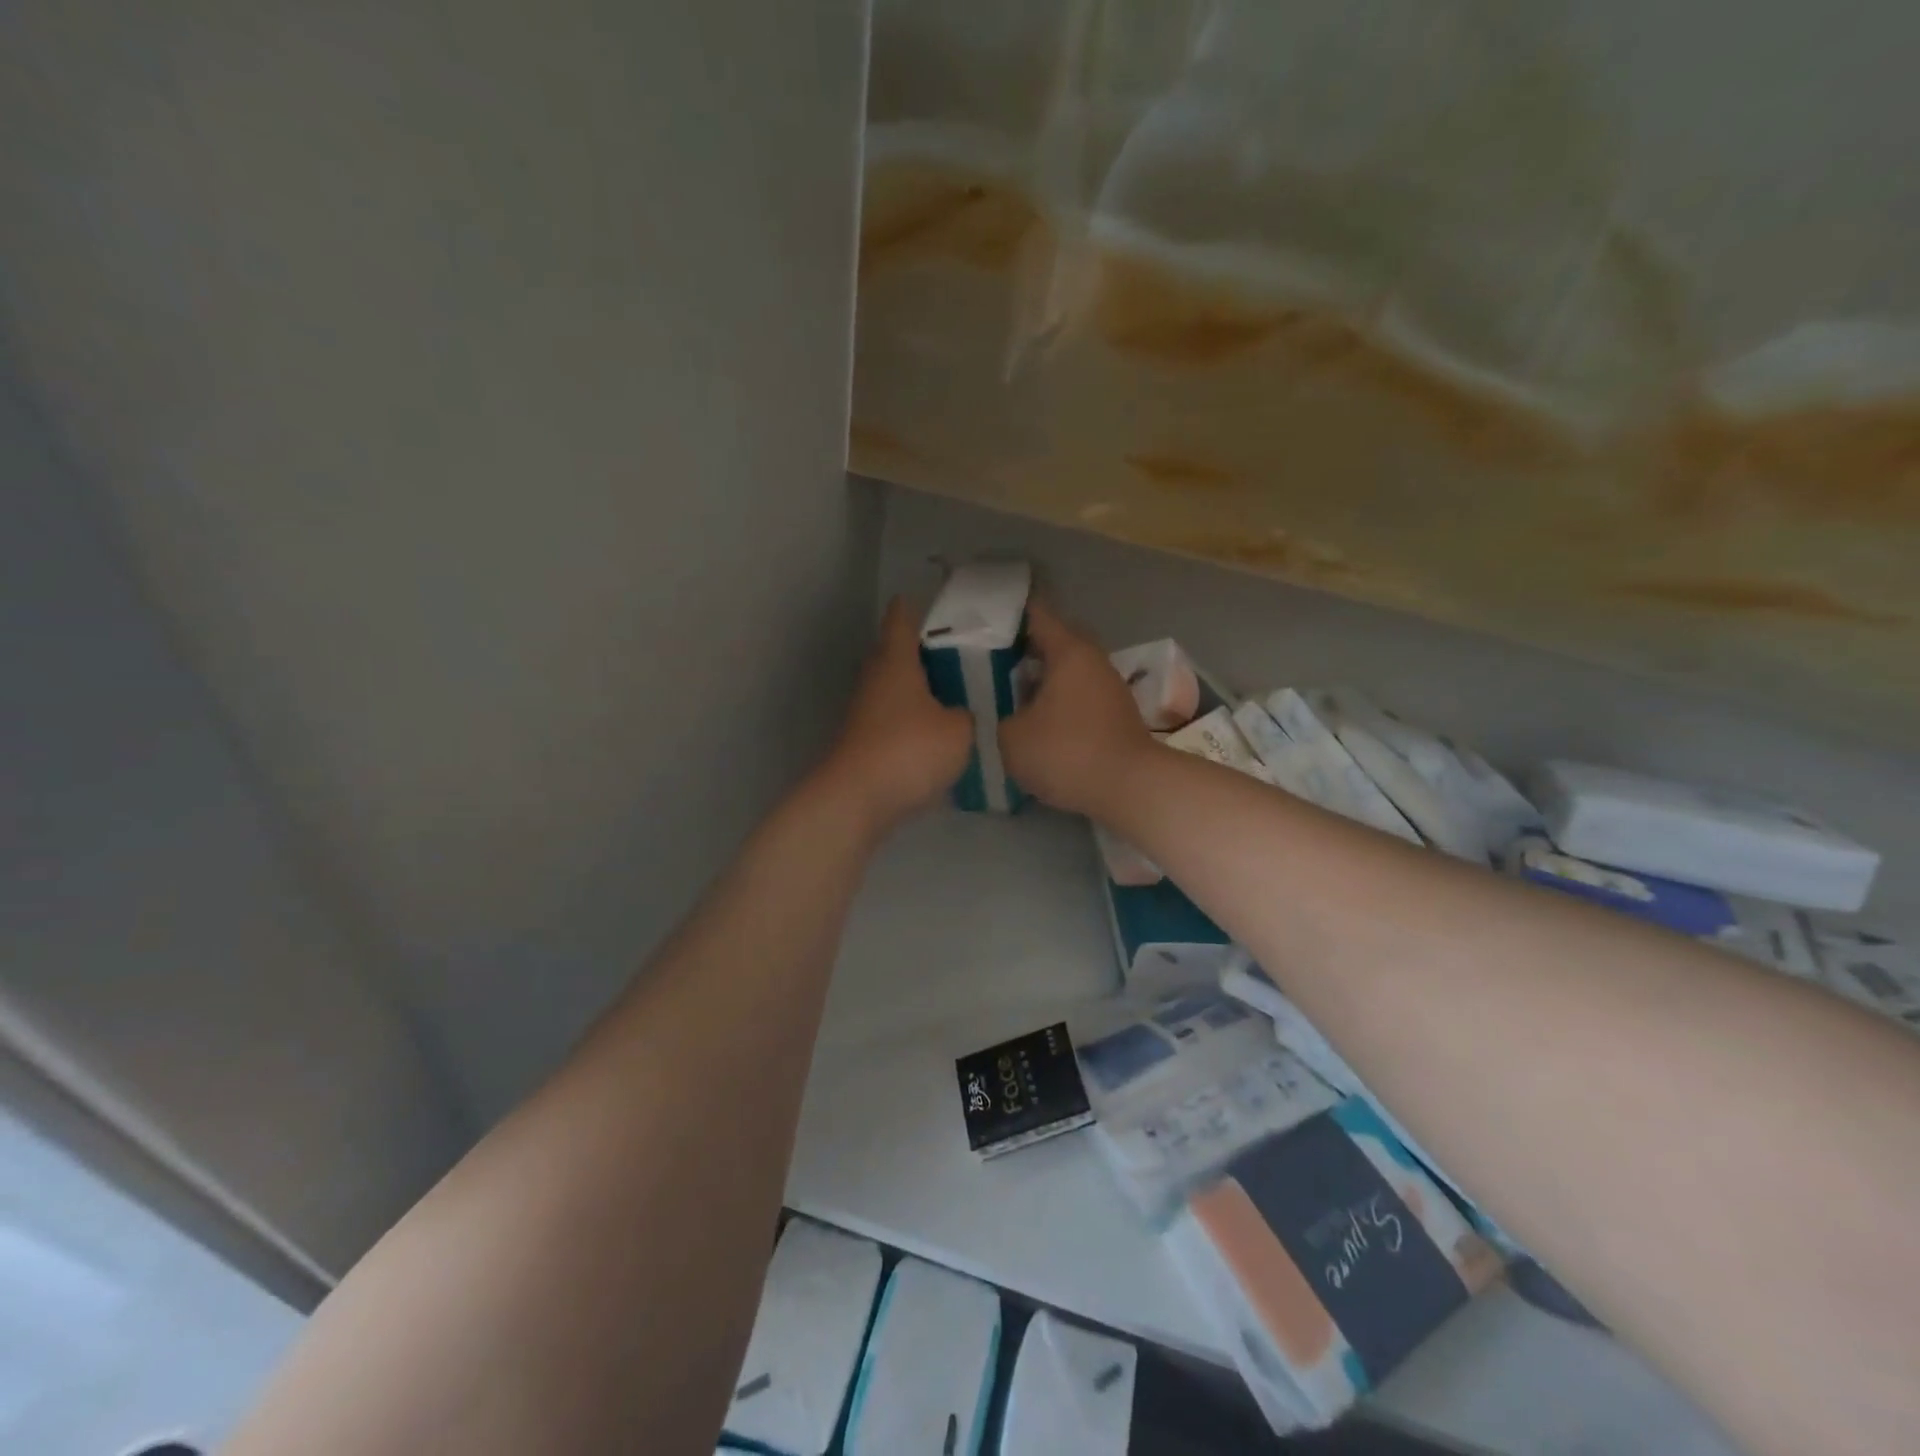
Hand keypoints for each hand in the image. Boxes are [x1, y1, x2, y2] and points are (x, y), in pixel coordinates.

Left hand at [819, 597, 974, 832]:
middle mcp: (875, 679)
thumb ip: (967, 715)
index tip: (937, 602)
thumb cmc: (909, 750)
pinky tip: (937, 733)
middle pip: (896, 653)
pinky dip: (912, 718)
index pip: (901, 619)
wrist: (857, 800)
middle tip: (960, 653)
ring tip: (955, 693)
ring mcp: (864, 712)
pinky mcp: (863, 741)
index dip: (916, 607)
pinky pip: (892, 718)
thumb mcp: (959, 731)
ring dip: (918, 688)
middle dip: (923, 651)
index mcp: (896, 662)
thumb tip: (961, 714)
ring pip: (894, 687)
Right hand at [999, 600, 1154, 817]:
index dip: (1008, 613)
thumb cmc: (1066, 753)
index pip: (1036, 614)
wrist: (1130, 788)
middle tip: (989, 661)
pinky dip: (1056, 700)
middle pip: (1053, 642)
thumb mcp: (1010, 738)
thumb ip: (997, 718)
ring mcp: (1108, 687)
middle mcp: (1092, 660)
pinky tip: (1035, 720)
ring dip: (1041, 678)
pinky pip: (1078, 695)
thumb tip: (1001, 714)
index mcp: (1068, 651)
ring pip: (1067, 671)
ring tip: (1007, 693)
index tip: (982, 619)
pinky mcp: (1115, 714)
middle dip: (1022, 649)